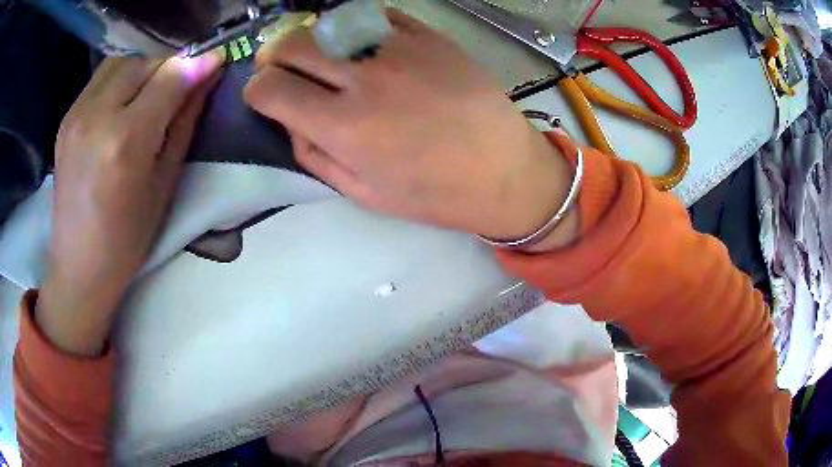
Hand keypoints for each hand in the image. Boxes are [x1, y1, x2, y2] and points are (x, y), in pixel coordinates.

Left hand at [37, 53, 223, 356]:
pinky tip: (122, 105)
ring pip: (121, 62)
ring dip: (143, 69)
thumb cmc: (128, 236)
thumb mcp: (165, 182)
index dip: (198, 63)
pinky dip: (120, 80)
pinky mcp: (67, 117)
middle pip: (145, 62)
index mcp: (126, 140)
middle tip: (178, 87)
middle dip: (169, 67)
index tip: (217, 60)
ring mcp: (76, 114)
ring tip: (147, 95)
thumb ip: (183, 122)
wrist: (78, 263)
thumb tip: (205, 78)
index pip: (170, 77)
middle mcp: (97, 116)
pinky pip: (101, 78)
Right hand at [244, 9, 576, 243]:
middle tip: (281, 67)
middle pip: (293, 45)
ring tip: (322, 56)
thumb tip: (290, 120)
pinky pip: (375, 16)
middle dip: (275, 56)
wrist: (504, 170)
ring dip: (313, 38)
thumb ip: (314, 155)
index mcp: (343, 126)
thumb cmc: (435, 193)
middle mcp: (364, 79)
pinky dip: (356, 27)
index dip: (257, 90)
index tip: (263, 95)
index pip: (270, 89)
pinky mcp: (428, 36)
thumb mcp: (363, 192)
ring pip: (330, 24)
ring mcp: (399, 49)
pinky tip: (363, 44)